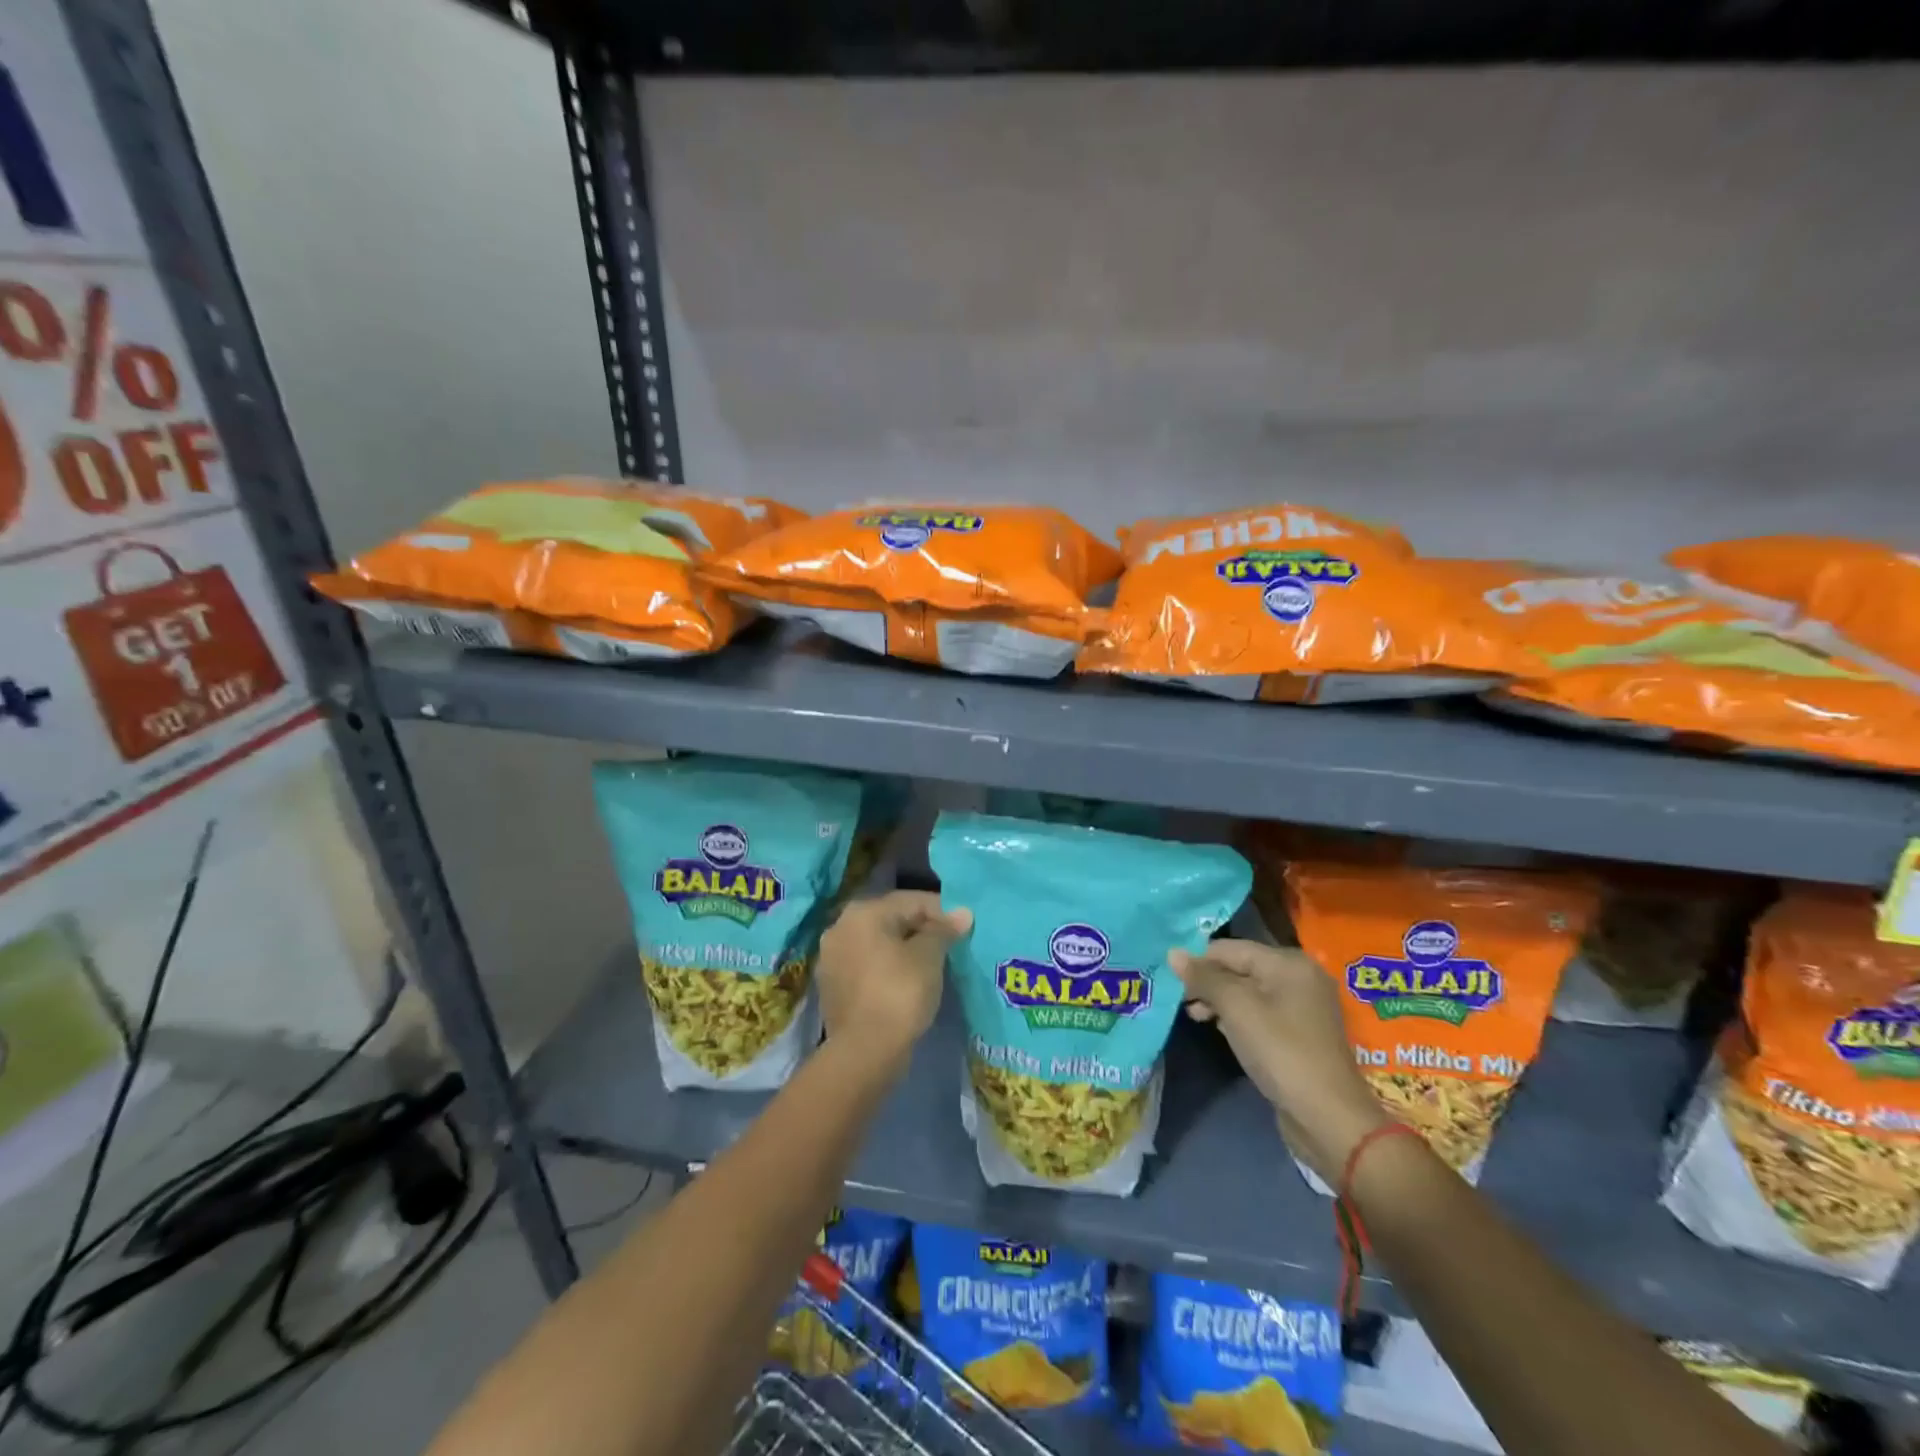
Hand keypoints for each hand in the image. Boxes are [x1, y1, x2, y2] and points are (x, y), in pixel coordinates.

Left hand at [818, 891, 970, 1070]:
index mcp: (863, 912)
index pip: (911, 900)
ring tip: (931, 963)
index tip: (964, 925)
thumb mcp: (929, 957)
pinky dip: (887, 967)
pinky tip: (906, 981)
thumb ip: (944, 930)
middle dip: (922, 928)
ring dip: (903, 947)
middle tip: (950, 944)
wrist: (864, 1052)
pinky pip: (867, 965)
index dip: (942, 910)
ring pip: (878, 942)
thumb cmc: (900, 993)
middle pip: (891, 918)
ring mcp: (832, 956)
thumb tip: (963, 913)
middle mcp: (841, 926)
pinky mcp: (832, 985)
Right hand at [1171, 939, 1390, 1182]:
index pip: (1230, 948)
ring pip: (1248, 991)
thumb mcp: (1236, 1008)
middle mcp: (1299, 977)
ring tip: (1195, 1016)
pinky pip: (1260, 1013)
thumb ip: (1204, 977)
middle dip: (1208, 982)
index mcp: (1288, 962)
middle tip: (1183, 1003)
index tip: (1172, 982)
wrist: (1328, 1118)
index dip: (1198, 962)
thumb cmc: (1280, 1052)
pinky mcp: (1300, 1034)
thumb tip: (1173, 952)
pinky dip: (1237, 1017)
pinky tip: (1220, 1029)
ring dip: (1219, 1001)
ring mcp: (1302, 1006)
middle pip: (1240, 967)